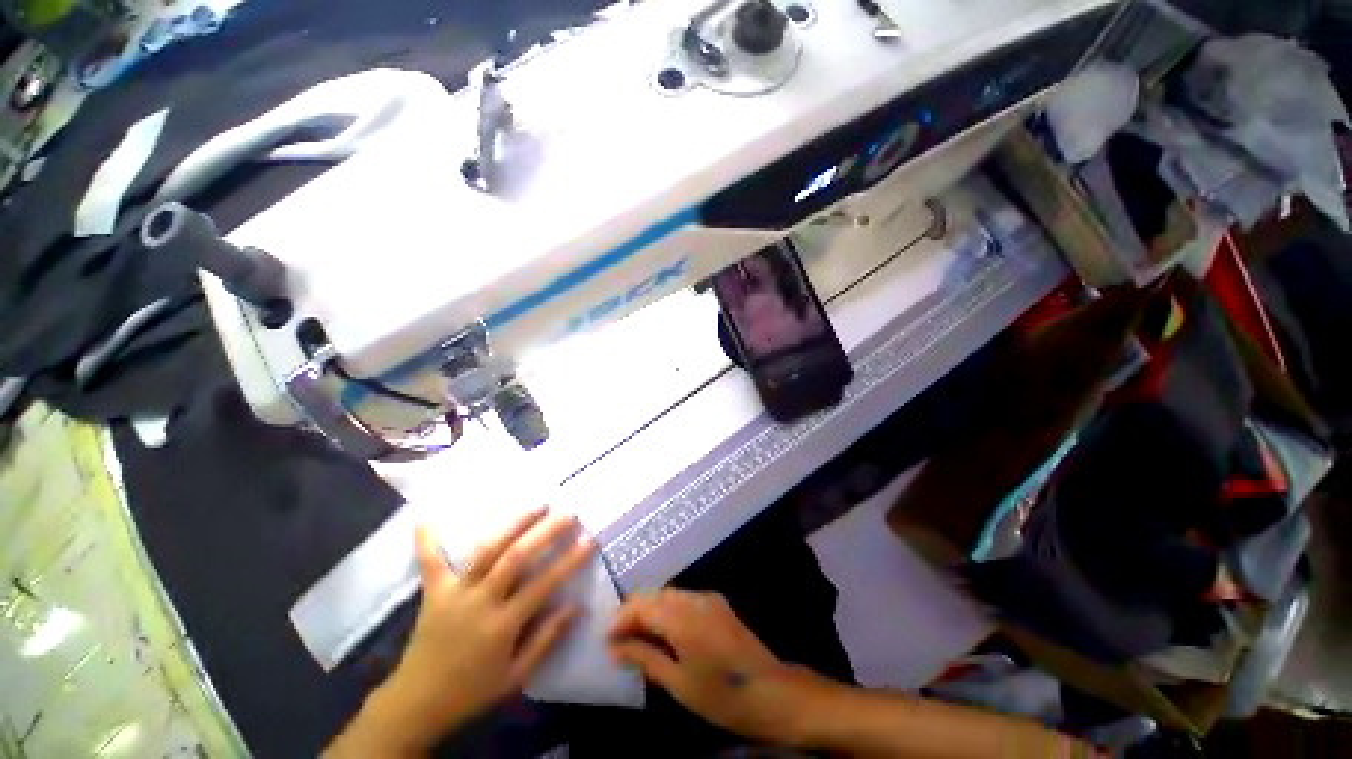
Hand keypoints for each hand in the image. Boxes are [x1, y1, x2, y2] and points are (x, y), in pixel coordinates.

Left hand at [339, 507, 596, 753]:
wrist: (417, 704)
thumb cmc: (473, 691)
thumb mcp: (516, 677)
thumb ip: (545, 640)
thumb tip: (575, 606)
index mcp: (502, 624)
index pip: (543, 585)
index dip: (569, 561)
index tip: (589, 540)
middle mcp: (480, 601)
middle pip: (516, 558)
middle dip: (545, 533)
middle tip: (568, 514)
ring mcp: (454, 593)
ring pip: (486, 551)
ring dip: (513, 525)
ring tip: (537, 505)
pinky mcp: (434, 592)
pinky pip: (431, 562)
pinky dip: (428, 540)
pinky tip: (426, 516)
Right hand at [607, 589, 835, 745]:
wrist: (771, 691)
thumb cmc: (721, 694)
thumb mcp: (678, 683)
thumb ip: (645, 658)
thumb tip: (615, 649)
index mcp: (682, 615)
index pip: (642, 603)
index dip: (621, 618)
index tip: (607, 640)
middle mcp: (694, 597)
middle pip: (655, 595)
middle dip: (634, 613)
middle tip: (619, 641)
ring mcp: (708, 597)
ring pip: (669, 595)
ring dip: (651, 611)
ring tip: (638, 638)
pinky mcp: (718, 603)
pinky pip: (684, 599)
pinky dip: (668, 611)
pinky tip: (664, 632)